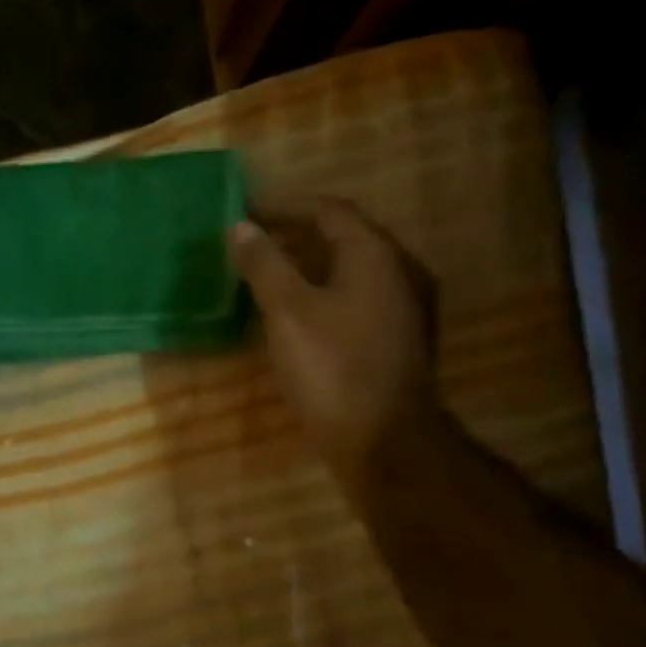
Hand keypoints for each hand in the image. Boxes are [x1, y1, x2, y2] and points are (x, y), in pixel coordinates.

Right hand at [228, 198, 436, 485]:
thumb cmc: (331, 368)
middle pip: (343, 238)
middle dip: (295, 236)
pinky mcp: (397, 340)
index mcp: (374, 255)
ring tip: (267, 277)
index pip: (328, 210)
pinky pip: (357, 300)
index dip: (285, 207)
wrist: (384, 439)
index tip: (246, 212)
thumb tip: (241, 227)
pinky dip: (324, 295)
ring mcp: (404, 308)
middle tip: (252, 245)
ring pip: (350, 272)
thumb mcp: (287, 312)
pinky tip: (298, 316)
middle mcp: (398, 271)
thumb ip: (264, 265)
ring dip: (309, 267)